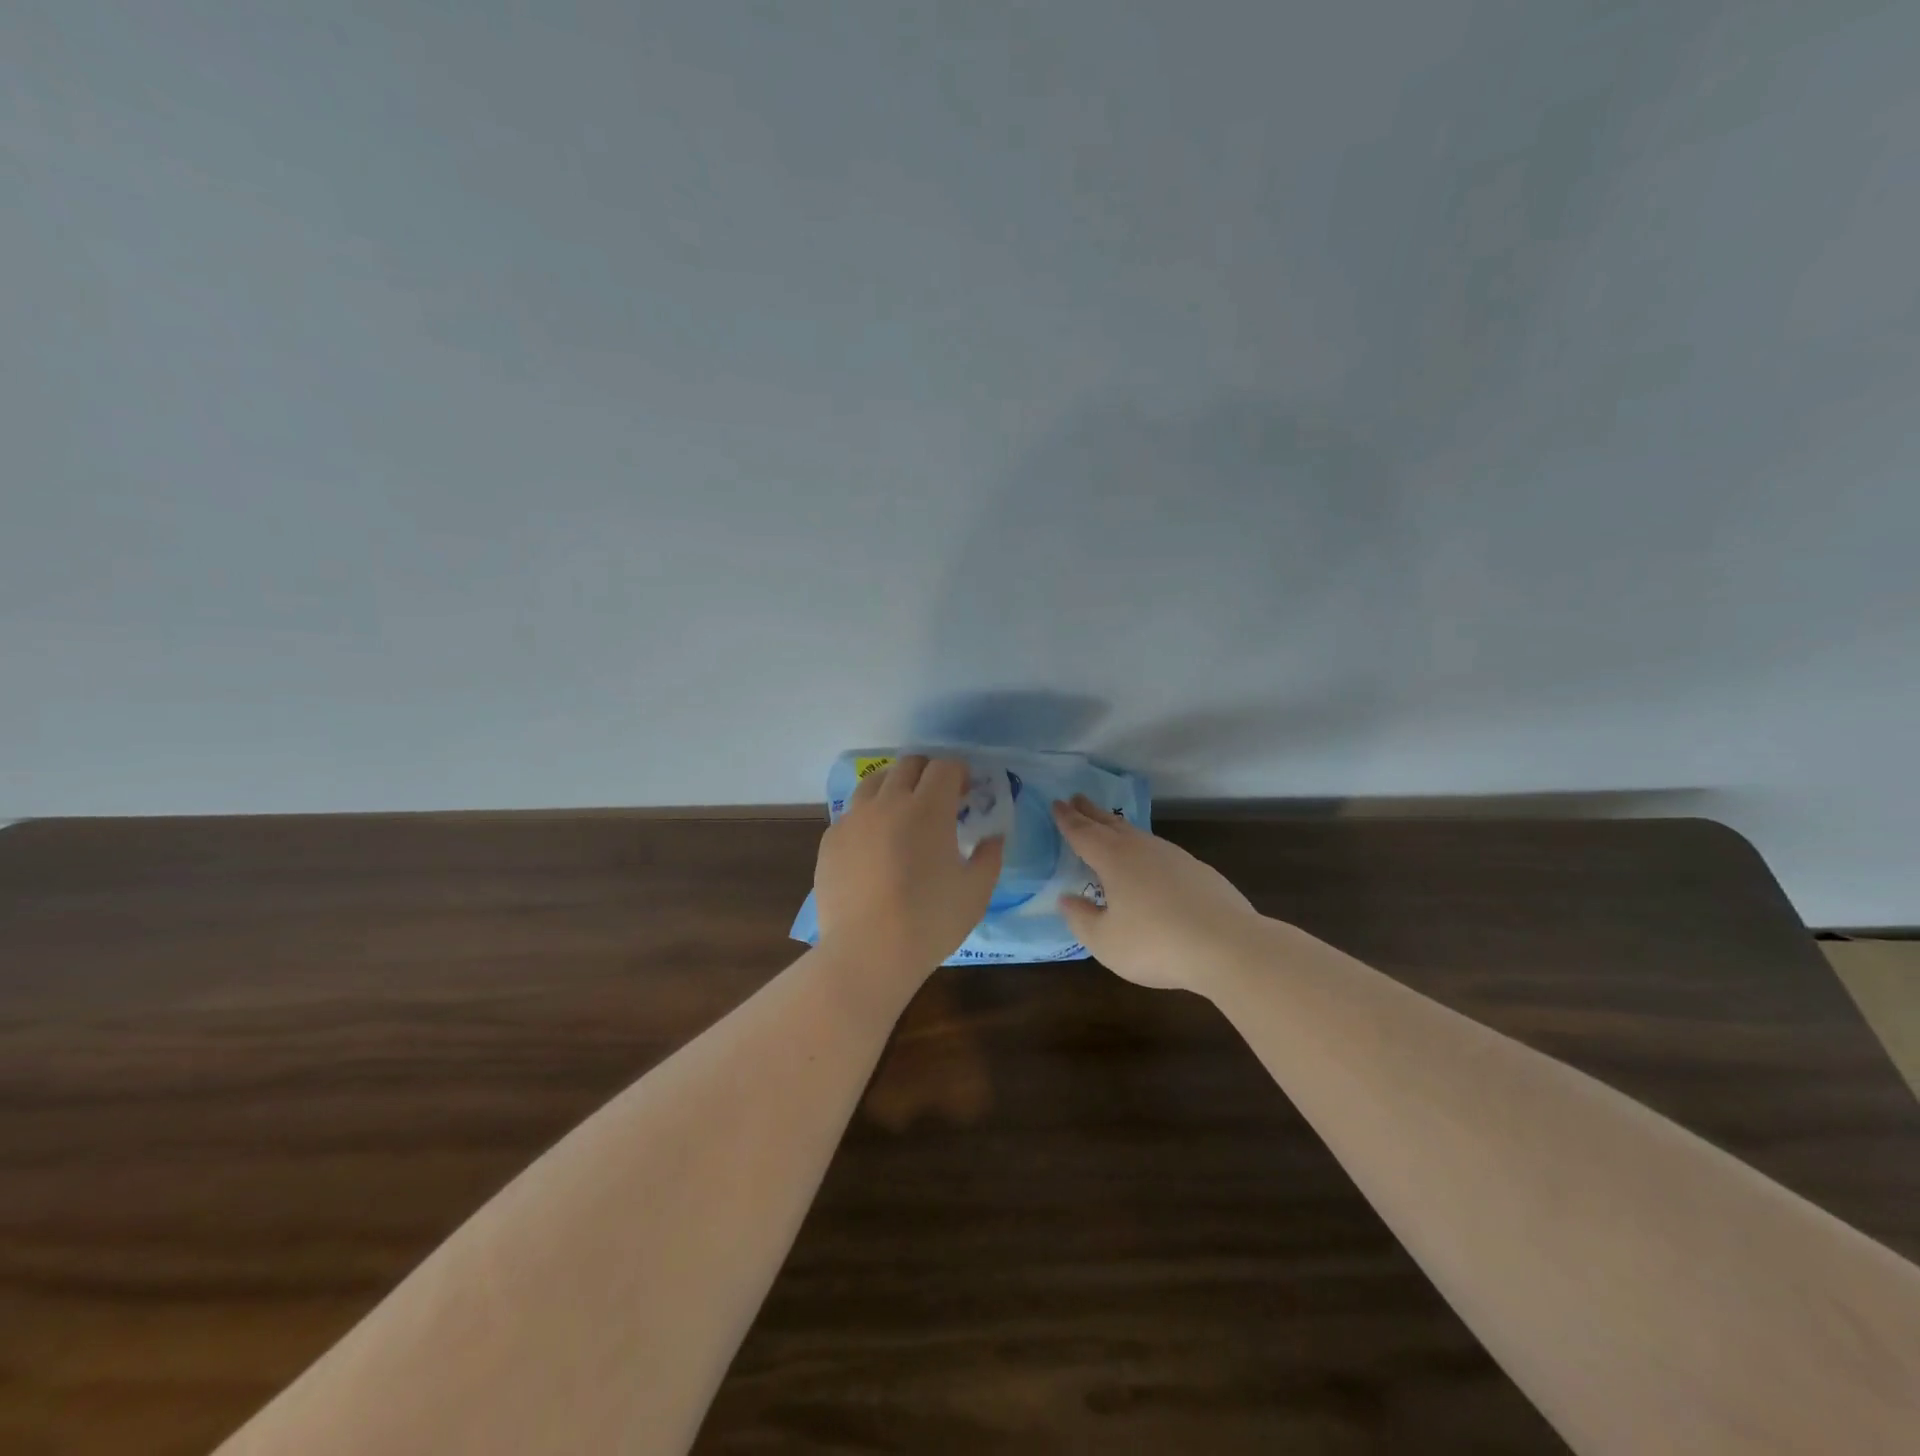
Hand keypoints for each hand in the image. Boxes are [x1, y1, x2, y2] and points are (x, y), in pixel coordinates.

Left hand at [814, 755, 1004, 979]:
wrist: (867, 952)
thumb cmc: (930, 921)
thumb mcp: (976, 892)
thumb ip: (989, 857)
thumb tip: (993, 838)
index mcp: (928, 808)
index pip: (944, 767)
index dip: (959, 772)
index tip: (967, 791)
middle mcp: (888, 802)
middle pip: (907, 765)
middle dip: (928, 772)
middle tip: (939, 797)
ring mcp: (854, 819)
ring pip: (874, 782)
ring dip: (894, 786)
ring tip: (903, 812)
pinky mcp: (830, 840)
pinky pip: (852, 813)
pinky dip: (869, 816)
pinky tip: (875, 844)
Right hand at [1053, 795, 1261, 993]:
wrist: (1229, 946)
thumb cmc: (1156, 943)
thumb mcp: (1106, 941)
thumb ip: (1081, 919)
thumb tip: (1067, 899)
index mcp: (1113, 859)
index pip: (1083, 833)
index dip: (1067, 819)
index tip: (1056, 804)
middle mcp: (1142, 849)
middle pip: (1110, 824)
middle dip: (1091, 812)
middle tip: (1077, 799)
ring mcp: (1174, 857)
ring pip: (1138, 834)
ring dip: (1118, 827)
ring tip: (1108, 826)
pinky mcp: (1198, 871)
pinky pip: (1159, 851)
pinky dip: (1143, 848)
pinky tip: (1148, 862)